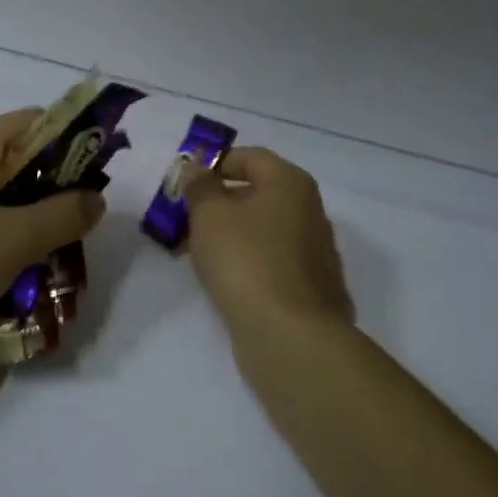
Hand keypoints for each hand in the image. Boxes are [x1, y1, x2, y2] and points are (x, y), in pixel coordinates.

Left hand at [0, 109, 106, 347]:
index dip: (69, 141)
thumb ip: (61, 216)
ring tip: (50, 247)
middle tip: (76, 220)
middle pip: (14, 156)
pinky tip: (9, 263)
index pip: (32, 122)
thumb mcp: (13, 241)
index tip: (94, 176)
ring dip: (25, 212)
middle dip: (50, 185)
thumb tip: (95, 198)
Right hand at [184, 148, 353, 340]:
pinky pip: (271, 262)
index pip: (248, 157)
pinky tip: (223, 282)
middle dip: (216, 205)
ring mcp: (314, 252)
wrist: (292, 339)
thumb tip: (197, 166)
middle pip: (255, 194)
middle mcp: (310, 211)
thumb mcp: (209, 214)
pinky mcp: (311, 289)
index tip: (184, 188)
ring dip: (227, 236)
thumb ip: (199, 185)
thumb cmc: (247, 261)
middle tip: (182, 224)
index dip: (213, 166)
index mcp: (291, 183)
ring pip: (261, 230)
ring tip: (194, 256)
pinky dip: (246, 263)